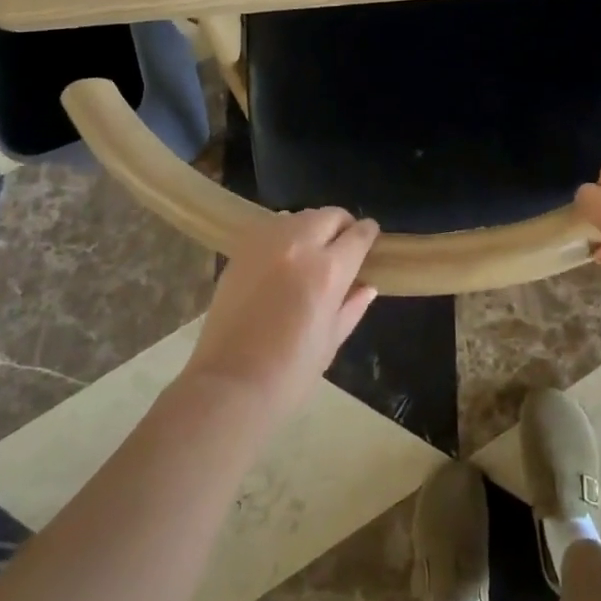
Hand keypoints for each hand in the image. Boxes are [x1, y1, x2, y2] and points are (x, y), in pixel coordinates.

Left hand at [184, 208, 379, 422]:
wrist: (230, 385)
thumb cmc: (290, 373)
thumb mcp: (331, 341)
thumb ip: (351, 306)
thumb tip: (366, 286)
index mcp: (329, 270)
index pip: (358, 235)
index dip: (369, 234)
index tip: (370, 238)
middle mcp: (300, 245)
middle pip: (330, 216)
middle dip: (342, 226)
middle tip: (342, 246)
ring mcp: (266, 243)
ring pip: (300, 216)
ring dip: (312, 227)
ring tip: (310, 252)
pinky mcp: (241, 250)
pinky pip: (271, 227)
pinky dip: (284, 234)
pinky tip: (282, 258)